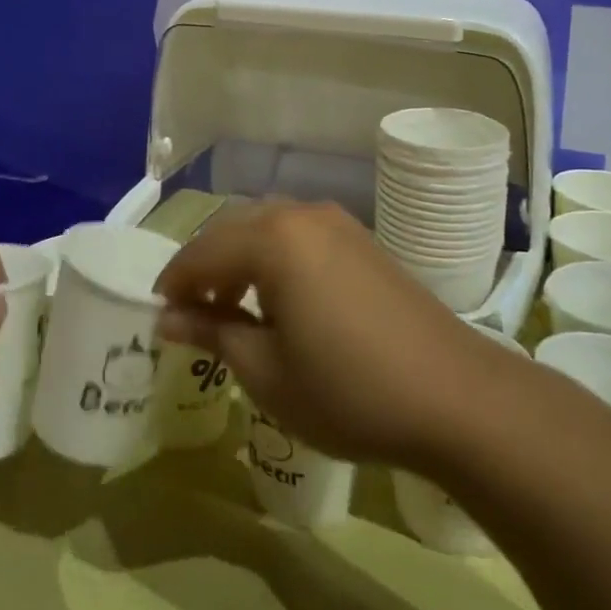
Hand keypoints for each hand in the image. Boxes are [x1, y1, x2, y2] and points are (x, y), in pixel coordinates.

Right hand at [155, 201, 506, 469]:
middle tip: (190, 314)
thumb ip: (213, 333)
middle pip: (232, 230)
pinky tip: (280, 300)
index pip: (201, 251)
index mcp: (271, 238)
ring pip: (266, 228)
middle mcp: (301, 214)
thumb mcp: (266, 371)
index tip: (157, 315)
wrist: (453, 394)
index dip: (174, 283)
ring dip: (240, 261)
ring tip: (232, 310)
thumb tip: (168, 318)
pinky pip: (299, 236)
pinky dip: (274, 259)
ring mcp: (337, 223)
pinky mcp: (361, 239)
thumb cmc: (347, 389)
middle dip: (204, 267)